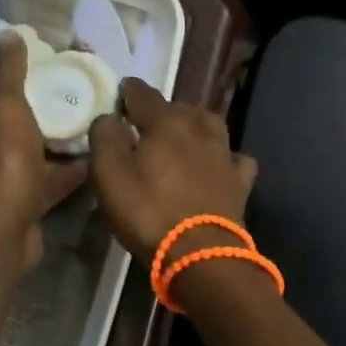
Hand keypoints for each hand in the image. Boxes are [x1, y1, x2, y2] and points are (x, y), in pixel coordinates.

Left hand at [0, 32, 88, 271]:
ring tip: (89, 125)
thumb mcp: (4, 104)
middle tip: (73, 97)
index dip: (14, 80)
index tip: (46, 71)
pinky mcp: (21, 205)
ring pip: (31, 154)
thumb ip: (7, 70)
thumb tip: (7, 34)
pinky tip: (94, 160)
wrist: (4, 227)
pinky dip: (67, 171)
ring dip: (55, 142)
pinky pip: (47, 181)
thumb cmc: (1, 160)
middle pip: (11, 124)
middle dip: (39, 111)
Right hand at [87, 78, 257, 265]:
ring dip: (195, 127)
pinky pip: (234, 158)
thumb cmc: (148, 212)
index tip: (120, 94)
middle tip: (145, 125)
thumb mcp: (109, 176)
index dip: (129, 92)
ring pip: (210, 126)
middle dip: (162, 111)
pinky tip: (218, 165)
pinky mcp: (240, 182)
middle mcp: (200, 129)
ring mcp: (225, 154)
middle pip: (180, 108)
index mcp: (167, 122)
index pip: (144, 94)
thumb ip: (105, 139)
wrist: (201, 253)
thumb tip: (109, 118)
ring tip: (182, 138)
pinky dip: (224, 157)